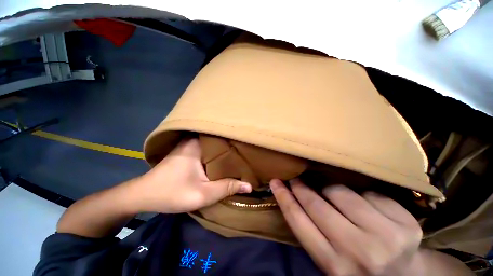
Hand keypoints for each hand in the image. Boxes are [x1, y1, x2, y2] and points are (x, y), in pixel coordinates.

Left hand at [133, 138, 251, 212]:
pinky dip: (215, 155)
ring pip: (213, 146)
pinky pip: (206, 151)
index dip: (236, 143)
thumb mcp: (203, 195)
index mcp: (197, 144)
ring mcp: (189, 145)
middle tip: (247, 152)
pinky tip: (223, 160)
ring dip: (224, 152)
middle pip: (219, 142)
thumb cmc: (171, 193)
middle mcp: (194, 140)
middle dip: (232, 148)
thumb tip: (249, 186)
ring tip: (239, 155)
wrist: (143, 195)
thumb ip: (227, 188)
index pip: (223, 138)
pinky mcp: (187, 152)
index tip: (248, 148)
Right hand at [270, 179, 423, 275]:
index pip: (298, 222)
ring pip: (342, 192)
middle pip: (316, 204)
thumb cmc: (360, 268)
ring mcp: (387, 238)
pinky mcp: (407, 225)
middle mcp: (358, 252)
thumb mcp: (330, 259)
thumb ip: (312, 233)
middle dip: (301, 187)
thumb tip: (293, 197)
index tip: (275, 182)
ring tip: (333, 194)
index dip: (283, 198)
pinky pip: (370, 194)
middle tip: (296, 178)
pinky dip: (362, 195)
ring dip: (331, 189)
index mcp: (334, 265)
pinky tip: (367, 207)